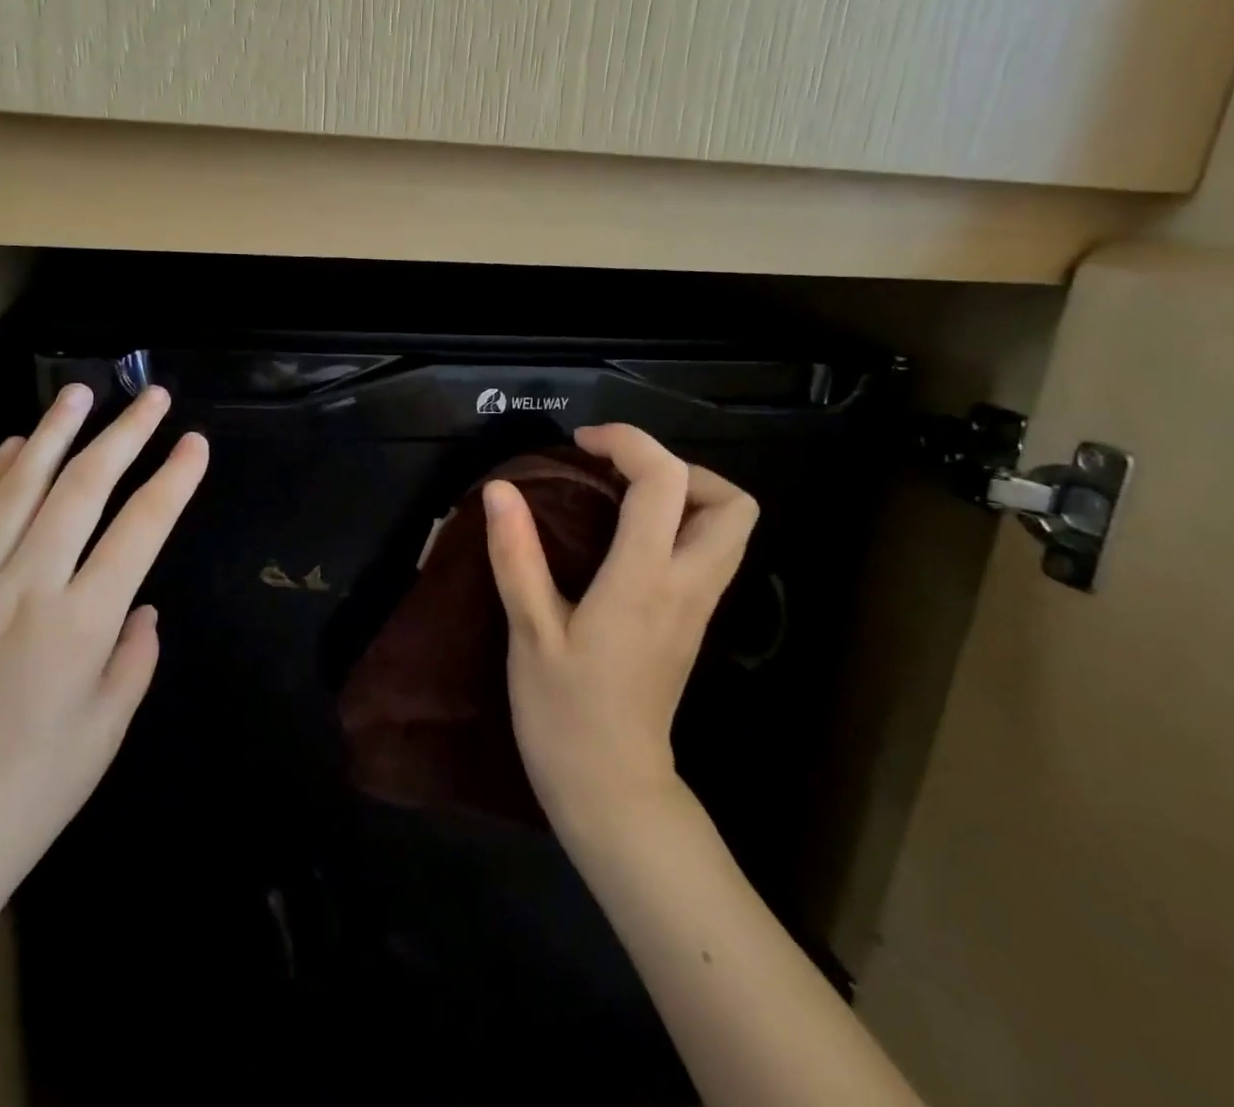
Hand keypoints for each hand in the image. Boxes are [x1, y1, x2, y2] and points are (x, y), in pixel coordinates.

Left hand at [0, 384, 207, 920]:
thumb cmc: (29, 794)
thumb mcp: (108, 729)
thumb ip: (135, 654)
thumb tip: (141, 604)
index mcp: (82, 624)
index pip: (141, 527)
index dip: (174, 479)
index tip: (194, 442)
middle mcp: (26, 588)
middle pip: (83, 488)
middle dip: (124, 435)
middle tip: (150, 397)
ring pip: (18, 487)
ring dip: (54, 433)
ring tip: (80, 393)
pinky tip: (14, 446)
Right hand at [485, 424, 757, 842]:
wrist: (611, 791)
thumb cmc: (564, 714)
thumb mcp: (529, 633)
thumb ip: (517, 556)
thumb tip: (501, 489)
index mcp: (645, 581)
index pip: (665, 482)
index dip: (629, 443)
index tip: (582, 444)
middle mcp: (687, 586)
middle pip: (732, 502)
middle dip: (679, 469)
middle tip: (619, 475)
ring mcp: (698, 608)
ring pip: (730, 529)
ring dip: (684, 496)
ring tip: (621, 499)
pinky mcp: (692, 623)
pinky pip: (709, 553)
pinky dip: (680, 526)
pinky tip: (625, 540)